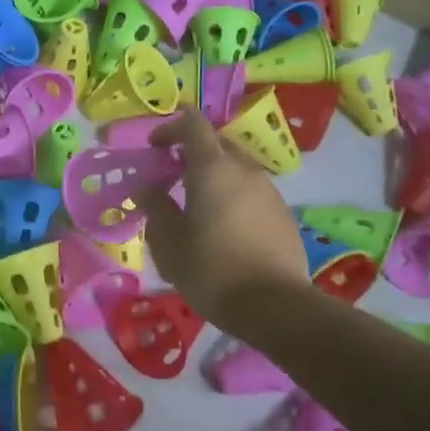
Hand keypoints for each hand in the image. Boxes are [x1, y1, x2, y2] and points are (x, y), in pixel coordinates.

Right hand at [133, 107, 308, 334]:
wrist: (274, 306)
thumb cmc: (211, 270)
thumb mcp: (169, 243)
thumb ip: (155, 208)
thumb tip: (147, 188)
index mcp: (213, 170)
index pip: (193, 125)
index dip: (171, 127)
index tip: (154, 147)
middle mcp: (244, 170)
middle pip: (216, 143)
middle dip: (190, 151)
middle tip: (169, 176)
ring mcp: (268, 191)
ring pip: (235, 168)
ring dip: (212, 175)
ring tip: (194, 204)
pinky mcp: (282, 213)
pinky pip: (250, 190)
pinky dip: (231, 195)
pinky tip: (221, 226)